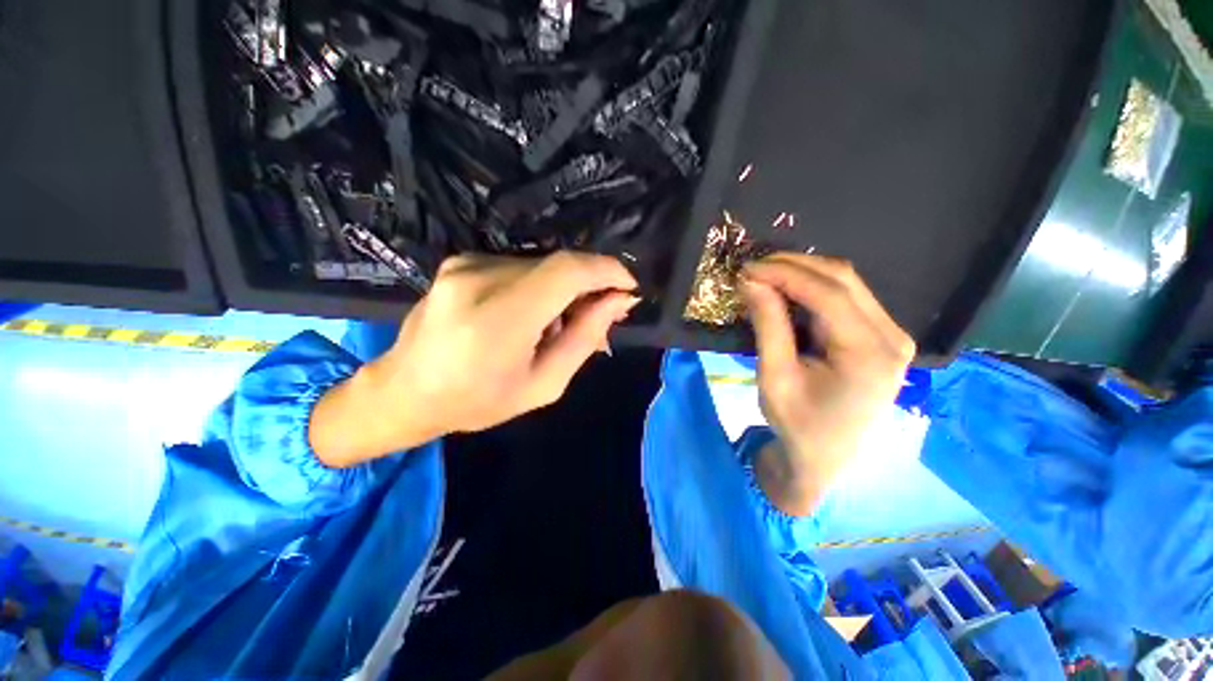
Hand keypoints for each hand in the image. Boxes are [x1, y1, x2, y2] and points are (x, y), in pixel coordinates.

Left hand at [311, 252, 638, 466]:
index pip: (567, 271)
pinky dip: (538, 288)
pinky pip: (520, 268)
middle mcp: (479, 279)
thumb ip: (585, 338)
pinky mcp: (461, 261)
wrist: (405, 391)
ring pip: (541, 267)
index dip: (606, 271)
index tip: (628, 287)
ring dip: (562, 292)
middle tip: (596, 320)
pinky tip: (529, 317)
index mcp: (499, 318)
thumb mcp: (544, 384)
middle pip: (558, 267)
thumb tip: (619, 302)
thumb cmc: (478, 401)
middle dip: (588, 288)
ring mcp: (466, 264)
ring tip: (555, 328)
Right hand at [741, 254, 914, 515]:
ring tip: (765, 275)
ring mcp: (892, 336)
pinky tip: (787, 290)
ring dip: (803, 273)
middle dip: (794, 266)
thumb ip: (768, 325)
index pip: (828, 294)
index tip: (747, 268)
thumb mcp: (775, 377)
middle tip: (753, 268)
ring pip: (847, 284)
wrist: (824, 458)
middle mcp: (891, 338)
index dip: (784, 273)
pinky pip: (847, 298)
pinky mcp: (881, 337)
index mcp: (869, 354)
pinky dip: (813, 288)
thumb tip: (751, 281)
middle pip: (843, 280)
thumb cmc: (797, 424)